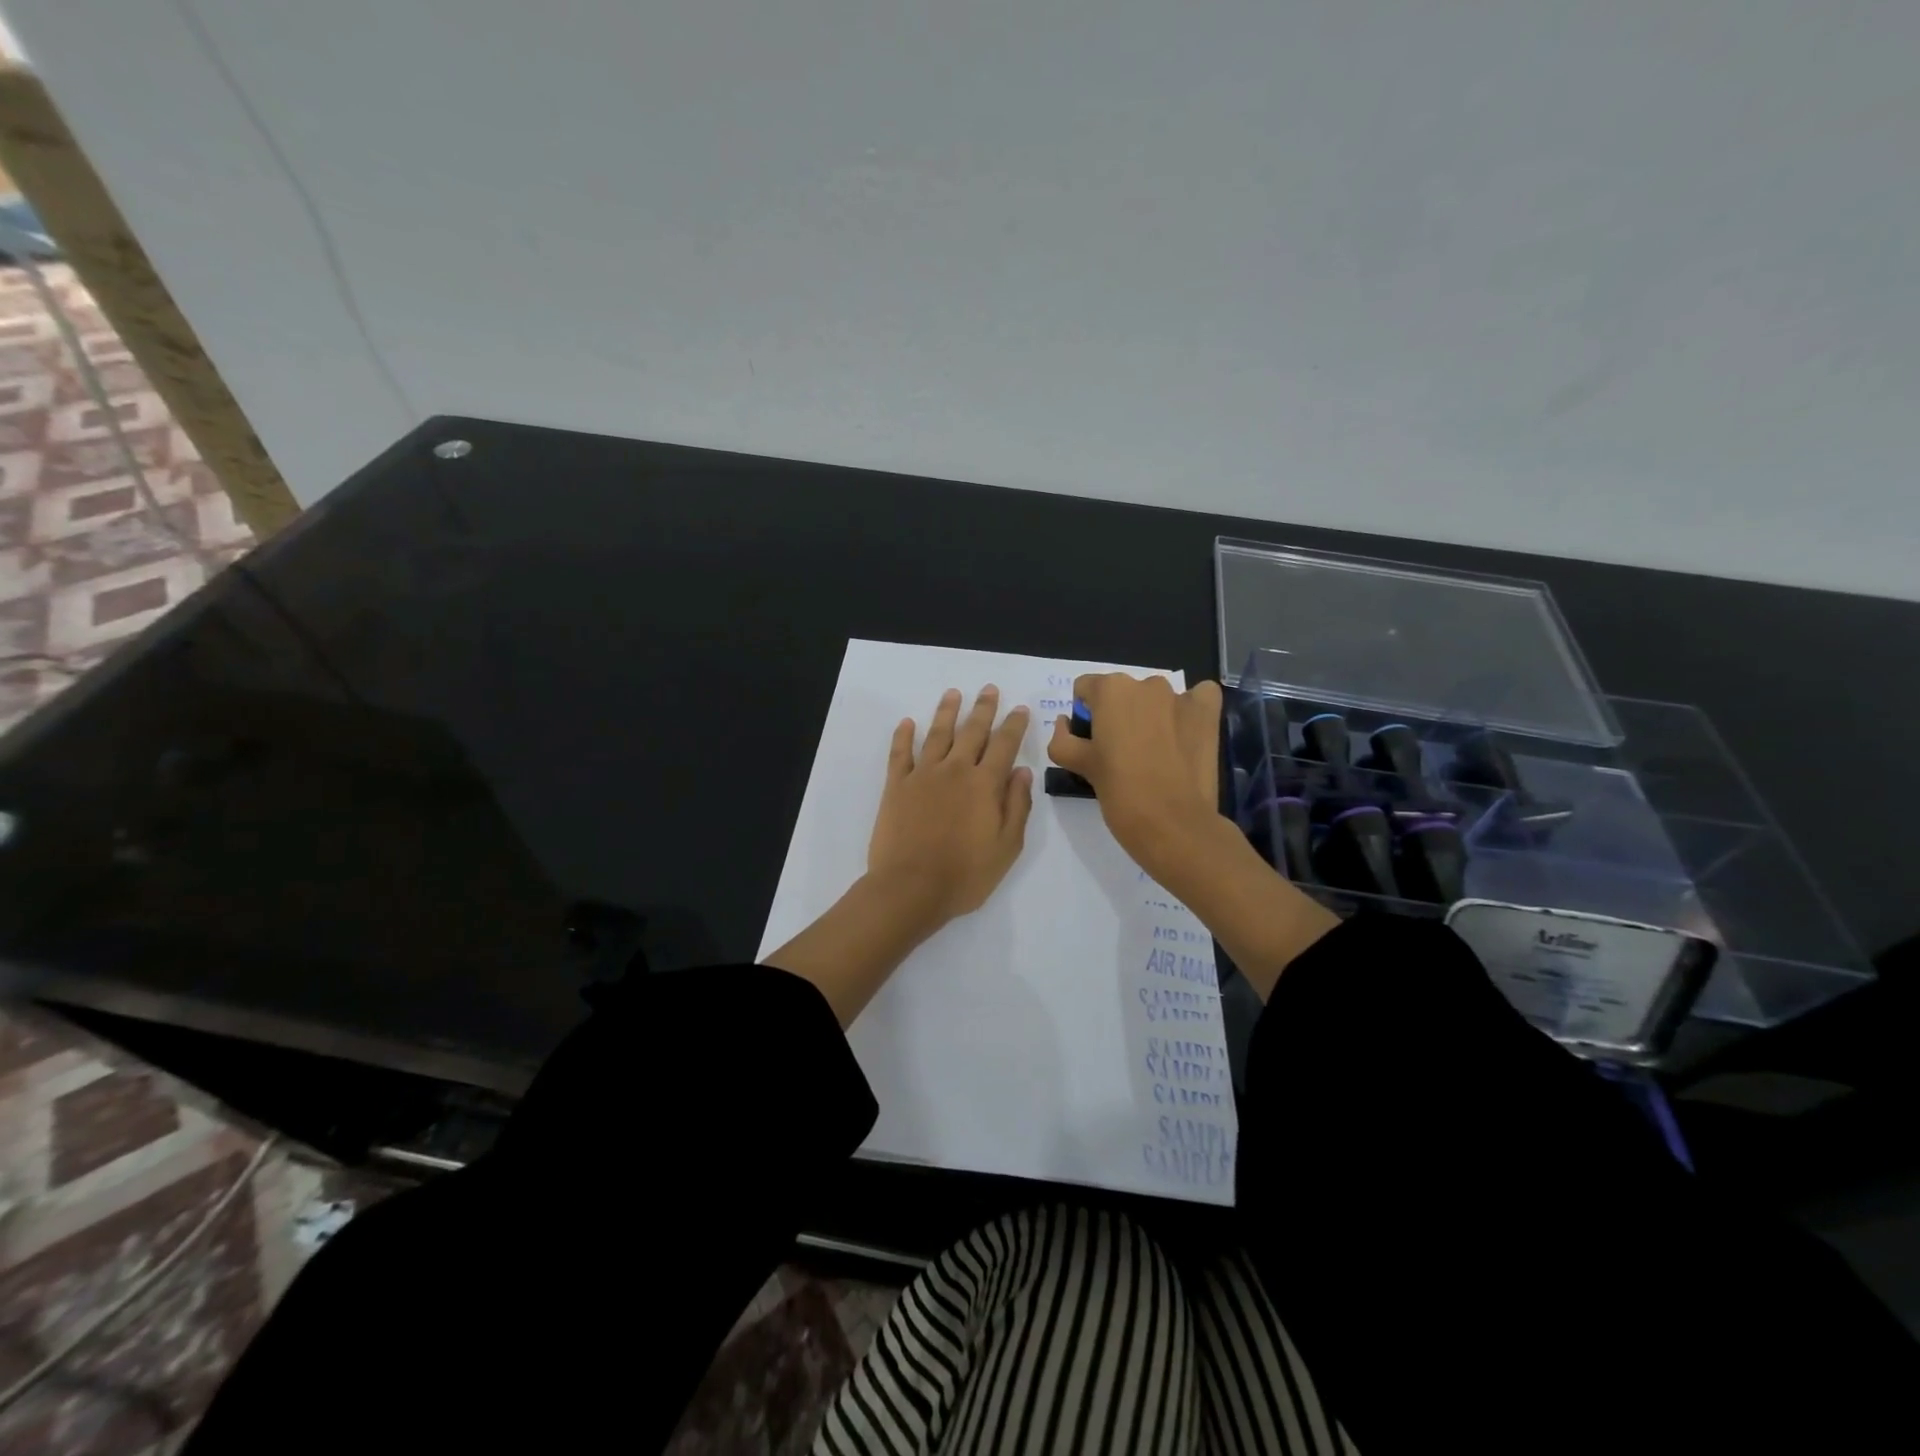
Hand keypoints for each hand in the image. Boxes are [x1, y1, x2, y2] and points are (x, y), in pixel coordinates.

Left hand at [868, 685, 1034, 928]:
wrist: (911, 887)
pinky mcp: (896, 786)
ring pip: (937, 734)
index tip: (1020, 709)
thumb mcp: (1007, 846)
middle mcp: (954, 770)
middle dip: (983, 708)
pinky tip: (907, 722)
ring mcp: (922, 775)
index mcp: (984, 784)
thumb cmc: (965, 874)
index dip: (1014, 726)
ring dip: (947, 712)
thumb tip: (1023, 772)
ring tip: (953, 693)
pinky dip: (903, 736)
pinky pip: (900, 753)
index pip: (1004, 746)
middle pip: (972, 731)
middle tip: (989, 689)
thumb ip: (1016, 806)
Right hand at [1047, 674, 1221, 881]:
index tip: (1092, 743)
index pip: (1086, 689)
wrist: (1173, 824)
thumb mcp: (1079, 766)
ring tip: (1155, 753)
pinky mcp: (1208, 713)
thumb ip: (1062, 739)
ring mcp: (1181, 696)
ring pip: (1158, 698)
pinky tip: (1185, 736)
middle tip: (1121, 752)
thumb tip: (1065, 723)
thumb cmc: (1120, 792)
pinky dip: (1190, 712)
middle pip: (1123, 693)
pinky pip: (1198, 698)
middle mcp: (1146, 684)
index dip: (1085, 716)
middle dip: (1119, 715)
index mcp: (1110, 690)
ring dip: (1153, 715)